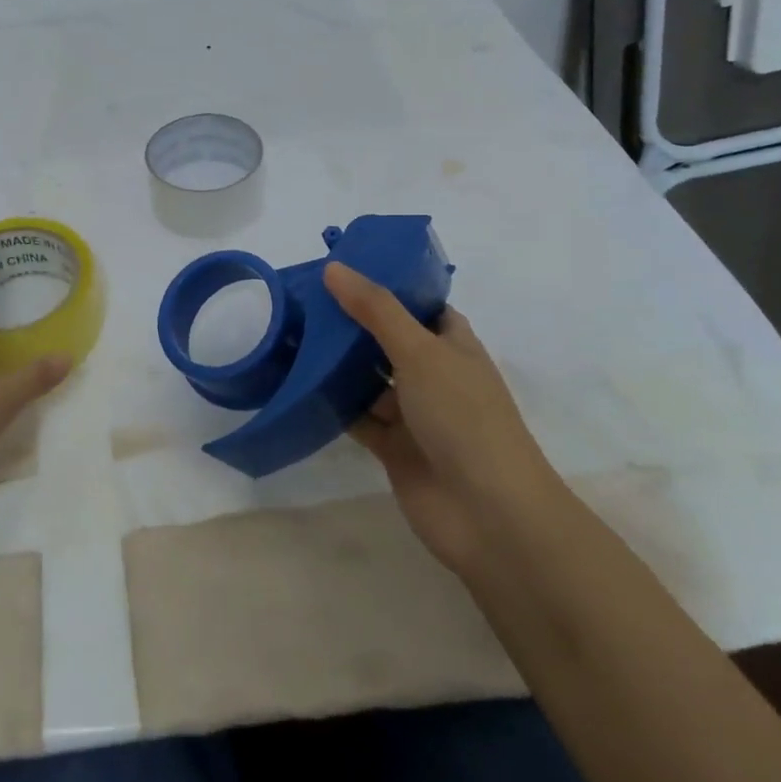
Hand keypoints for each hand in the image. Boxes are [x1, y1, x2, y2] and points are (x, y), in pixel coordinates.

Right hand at [324, 263, 567, 574]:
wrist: (488, 514)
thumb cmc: (463, 417)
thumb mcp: (419, 351)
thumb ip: (375, 309)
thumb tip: (334, 268)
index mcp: (453, 346)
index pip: (420, 306)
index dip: (387, 287)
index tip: (343, 271)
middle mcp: (434, 375)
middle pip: (388, 340)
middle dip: (352, 324)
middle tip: (303, 300)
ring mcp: (414, 414)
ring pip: (369, 380)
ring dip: (338, 364)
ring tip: (292, 334)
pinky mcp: (393, 448)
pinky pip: (358, 417)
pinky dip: (334, 404)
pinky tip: (299, 384)